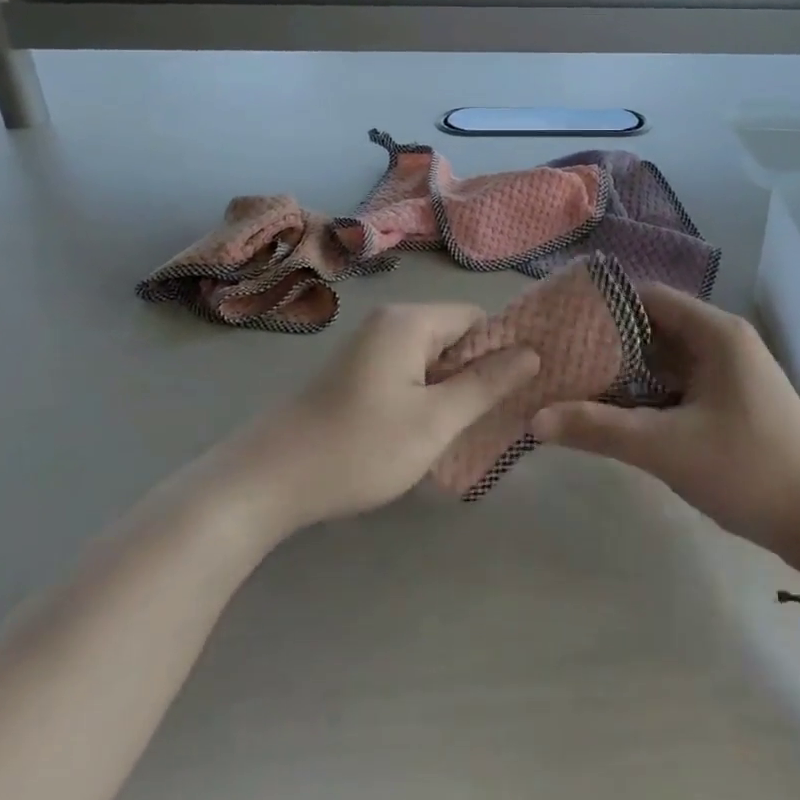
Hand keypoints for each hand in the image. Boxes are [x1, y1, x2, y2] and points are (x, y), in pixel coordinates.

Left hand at [233, 303, 538, 535]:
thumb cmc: (359, 447)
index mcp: (409, 321)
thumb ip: (486, 384)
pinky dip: (422, 395)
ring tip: (457, 431)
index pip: (477, 318)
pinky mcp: (354, 371)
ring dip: (448, 389)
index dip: (501, 352)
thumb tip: (531, 353)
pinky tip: (420, 432)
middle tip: (489, 419)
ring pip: (430, 357)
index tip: (515, 393)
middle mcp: (388, 321)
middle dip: (475, 373)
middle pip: (454, 335)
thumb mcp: (435, 421)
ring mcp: (367, 346)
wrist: (267, 480)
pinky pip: (406, 370)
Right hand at [531, 284, 799, 586]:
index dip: (601, 305)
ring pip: (663, 357)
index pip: (646, 296)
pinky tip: (611, 408)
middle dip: (606, 340)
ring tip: (572, 378)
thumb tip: (535, 419)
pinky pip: (677, 382)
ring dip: (624, 368)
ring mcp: (728, 371)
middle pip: (652, 325)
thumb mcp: (667, 448)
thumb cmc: (749, 470)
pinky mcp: (729, 400)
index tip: (558, 322)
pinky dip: (645, 391)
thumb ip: (599, 429)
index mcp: (715, 332)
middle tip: (556, 354)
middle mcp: (722, 340)